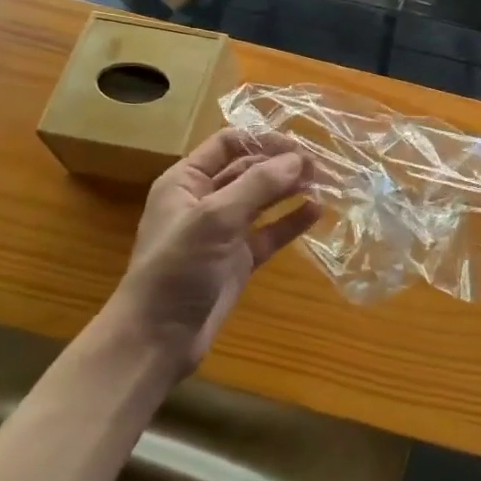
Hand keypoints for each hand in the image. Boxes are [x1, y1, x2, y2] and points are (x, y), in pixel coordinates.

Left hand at [116, 128, 320, 372]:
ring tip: (324, 183)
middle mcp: (204, 200)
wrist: (156, 340)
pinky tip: (317, 212)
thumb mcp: (215, 218)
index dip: (263, 140)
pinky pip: (270, 232)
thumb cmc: (177, 268)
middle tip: (321, 166)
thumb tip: (300, 159)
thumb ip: (258, 184)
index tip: (300, 146)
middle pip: (249, 169)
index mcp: (186, 181)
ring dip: (290, 189)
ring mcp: (223, 231)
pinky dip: (291, 221)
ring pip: (262, 199)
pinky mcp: (238, 260)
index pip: (228, 144)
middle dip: (283, 164)